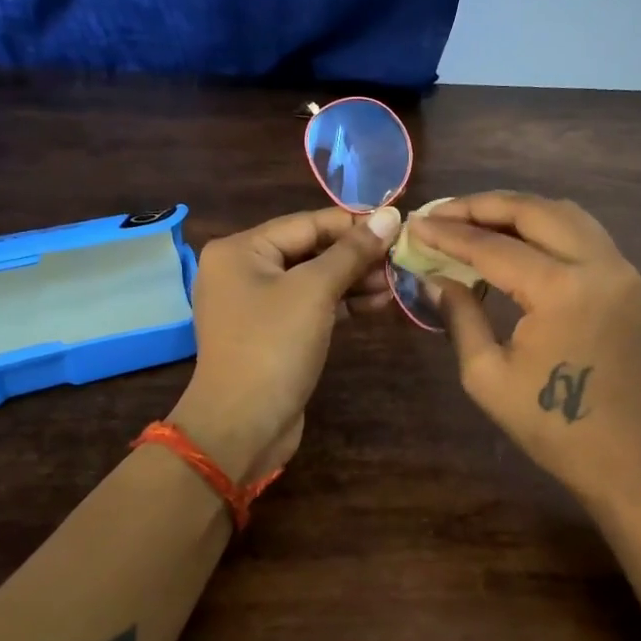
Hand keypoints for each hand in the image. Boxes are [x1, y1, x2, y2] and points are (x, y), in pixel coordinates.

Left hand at [170, 204, 400, 480]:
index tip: (399, 226)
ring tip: (395, 284)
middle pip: (310, 250)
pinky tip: (377, 304)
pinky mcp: (271, 333)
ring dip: (354, 281)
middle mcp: (242, 270)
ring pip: (313, 280)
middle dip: (356, 256)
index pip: (307, 223)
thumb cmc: (273, 347)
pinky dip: (341, 304)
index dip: (354, 224)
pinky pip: (309, 306)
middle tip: (400, 260)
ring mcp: (255, 304)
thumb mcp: (315, 292)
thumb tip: (390, 215)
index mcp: (240, 250)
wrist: (241, 426)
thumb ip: (352, 252)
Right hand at [411, 193, 640, 510]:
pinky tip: (515, 238)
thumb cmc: (549, 425)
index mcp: (561, 291)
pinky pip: (582, 233)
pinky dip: (544, 225)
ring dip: (516, 210)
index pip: (494, 247)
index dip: (449, 233)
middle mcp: (598, 265)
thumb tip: (434, 277)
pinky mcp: (627, 280)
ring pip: (563, 213)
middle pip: (534, 211)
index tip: (415, 224)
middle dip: (482, 206)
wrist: (623, 455)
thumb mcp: (487, 375)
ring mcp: (620, 269)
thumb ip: (460, 316)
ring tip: (473, 219)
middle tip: (441, 212)